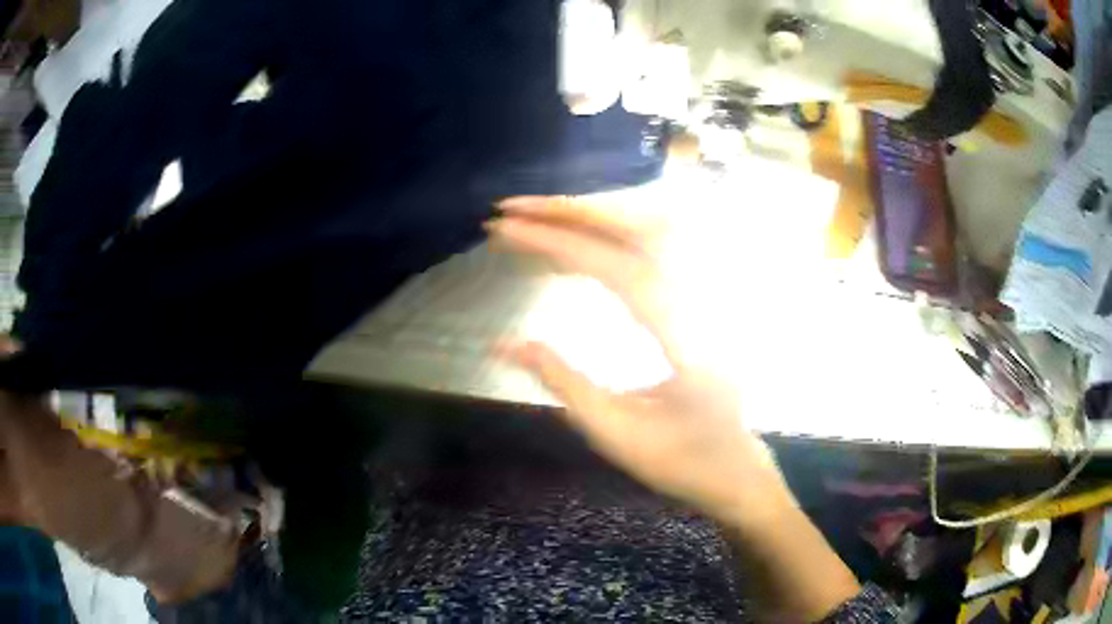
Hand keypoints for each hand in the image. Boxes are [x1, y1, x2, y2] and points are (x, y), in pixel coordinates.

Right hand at [488, 196, 791, 523]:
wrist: (735, 468)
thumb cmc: (679, 461)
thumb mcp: (615, 432)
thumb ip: (562, 381)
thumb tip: (503, 342)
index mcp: (689, 343)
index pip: (620, 271)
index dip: (560, 244)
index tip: (505, 231)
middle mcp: (706, 305)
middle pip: (642, 230)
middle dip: (572, 211)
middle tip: (513, 209)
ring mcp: (711, 296)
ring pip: (653, 227)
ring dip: (592, 214)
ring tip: (538, 216)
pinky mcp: (703, 297)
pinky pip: (658, 247)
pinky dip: (612, 232)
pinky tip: (579, 239)